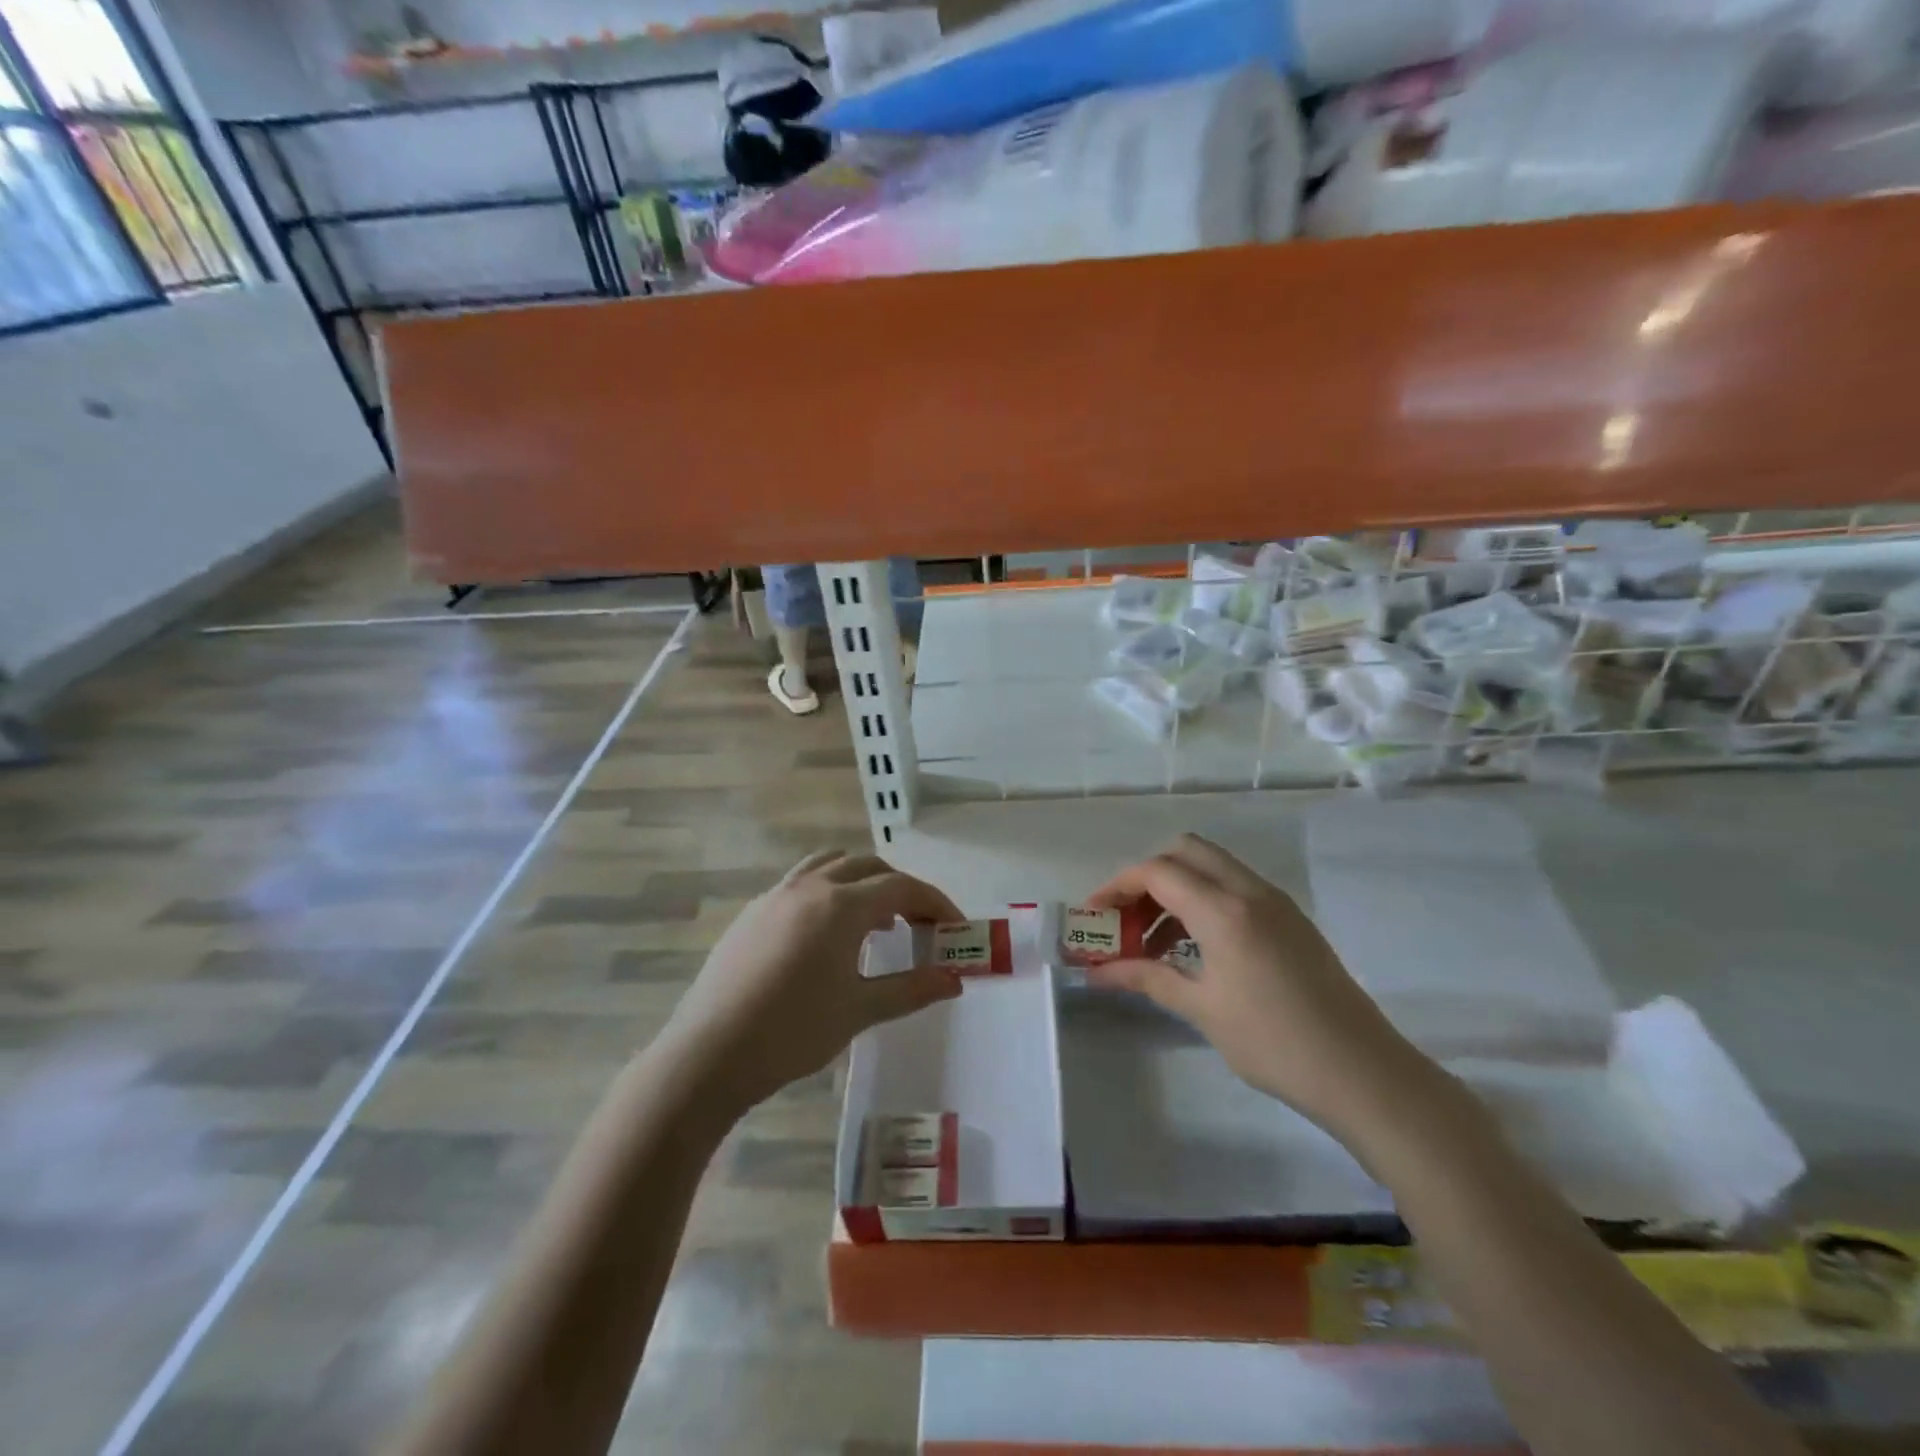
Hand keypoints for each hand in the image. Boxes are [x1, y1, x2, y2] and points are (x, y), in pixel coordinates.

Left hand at [659, 851, 964, 1112]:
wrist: (709, 1054)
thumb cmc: (793, 1032)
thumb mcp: (859, 1011)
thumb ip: (911, 989)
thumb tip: (954, 980)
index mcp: (841, 905)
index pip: (901, 886)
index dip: (934, 902)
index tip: (954, 925)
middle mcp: (810, 887)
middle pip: (868, 867)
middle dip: (900, 889)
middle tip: (918, 924)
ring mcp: (776, 895)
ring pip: (830, 865)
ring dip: (861, 882)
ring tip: (874, 921)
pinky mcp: (752, 913)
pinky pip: (801, 883)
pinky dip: (828, 892)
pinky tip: (825, 936)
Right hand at [1085, 834, 1435, 1139]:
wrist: (1362, 1072)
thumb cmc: (1273, 1042)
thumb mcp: (1202, 1009)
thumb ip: (1146, 978)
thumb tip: (1097, 972)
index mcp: (1224, 910)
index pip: (1158, 871)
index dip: (1117, 886)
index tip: (1094, 914)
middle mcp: (1250, 891)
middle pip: (1185, 851)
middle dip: (1147, 876)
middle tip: (1126, 917)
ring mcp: (1275, 902)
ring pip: (1212, 867)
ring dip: (1176, 888)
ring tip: (1154, 941)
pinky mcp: (1290, 919)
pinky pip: (1235, 888)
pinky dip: (1204, 900)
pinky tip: (1195, 948)